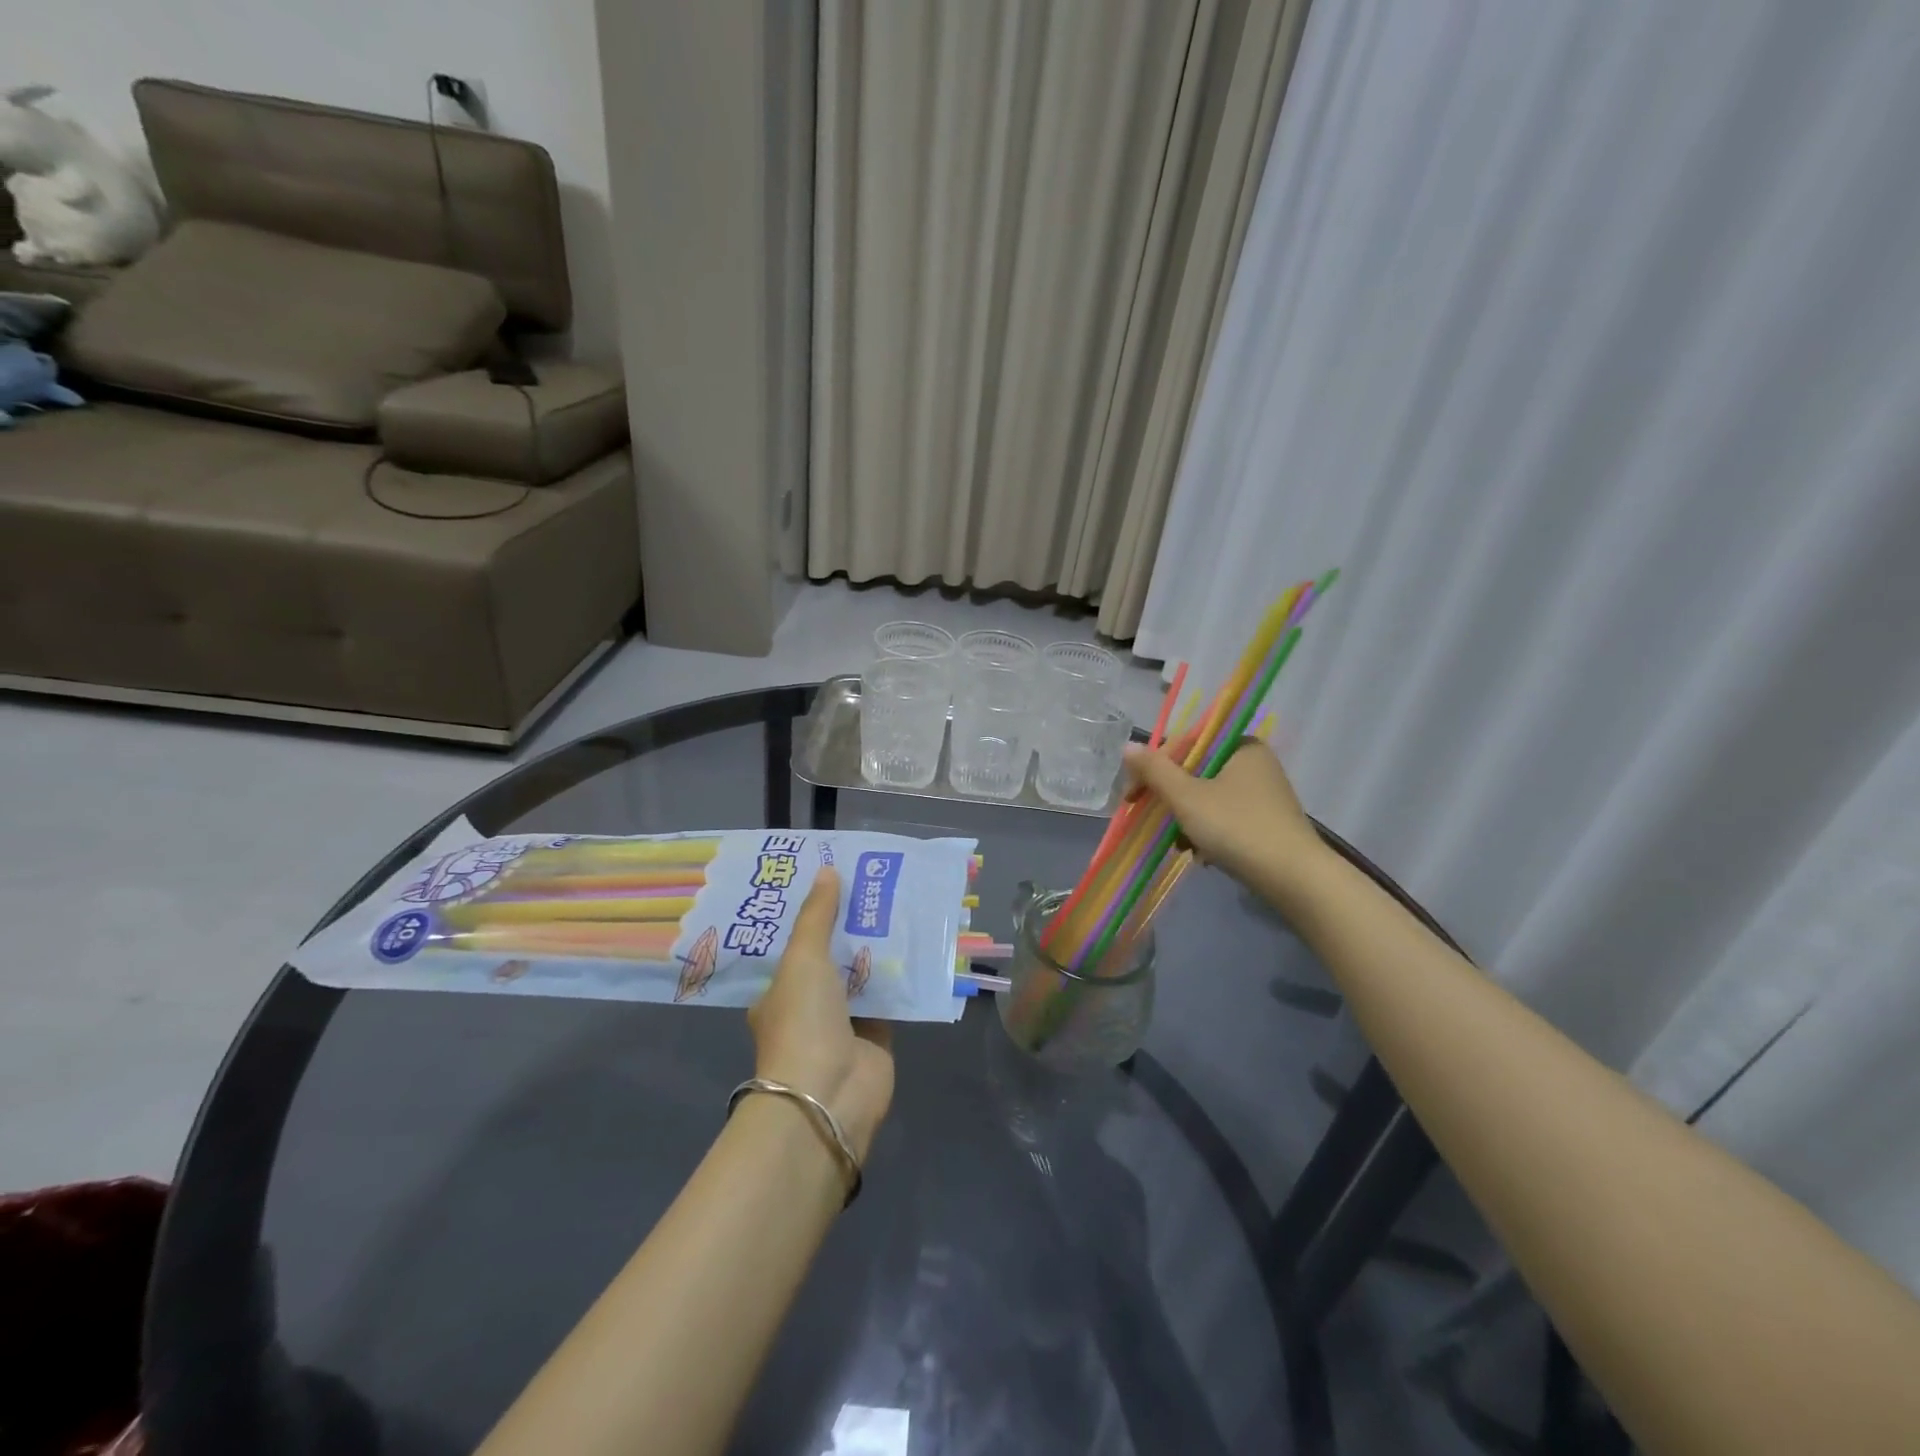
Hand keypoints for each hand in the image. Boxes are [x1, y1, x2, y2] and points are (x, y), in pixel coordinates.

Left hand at [747, 867, 893, 1160]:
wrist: (829, 1094)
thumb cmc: (803, 1020)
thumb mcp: (802, 959)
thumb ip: (817, 915)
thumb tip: (827, 871)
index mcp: (779, 990)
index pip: (793, 943)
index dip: (811, 913)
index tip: (830, 880)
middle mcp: (809, 1005)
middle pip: (831, 956)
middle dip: (849, 925)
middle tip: (872, 884)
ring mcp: (844, 1022)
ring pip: (863, 974)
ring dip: (878, 947)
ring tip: (899, 903)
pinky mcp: (878, 1035)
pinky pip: (890, 996)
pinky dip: (902, 975)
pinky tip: (919, 943)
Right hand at [1121, 737, 1324, 888]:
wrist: (1295, 878)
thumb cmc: (1237, 828)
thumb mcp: (1187, 797)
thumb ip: (1155, 770)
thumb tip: (1128, 746)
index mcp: (1239, 745)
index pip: (1184, 745)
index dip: (1153, 769)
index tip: (1133, 797)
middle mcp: (1255, 762)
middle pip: (1195, 772)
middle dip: (1170, 799)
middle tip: (1151, 821)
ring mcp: (1264, 793)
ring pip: (1208, 797)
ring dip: (1186, 819)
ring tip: (1179, 844)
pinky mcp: (1267, 821)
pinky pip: (1225, 816)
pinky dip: (1207, 831)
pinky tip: (1200, 854)